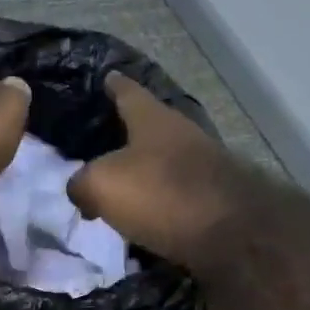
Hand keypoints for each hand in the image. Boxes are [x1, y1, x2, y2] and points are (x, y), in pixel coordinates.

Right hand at [67, 74, 259, 274]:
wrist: (229, 234)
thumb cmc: (160, 193)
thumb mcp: (101, 184)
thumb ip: (81, 183)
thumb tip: (79, 190)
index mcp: (153, 119)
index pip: (129, 92)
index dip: (115, 85)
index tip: (107, 76)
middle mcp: (181, 135)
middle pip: (148, 127)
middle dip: (125, 133)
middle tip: (99, 141)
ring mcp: (201, 166)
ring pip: (161, 161)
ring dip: (140, 171)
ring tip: (115, 184)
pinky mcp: (210, 199)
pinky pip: (171, 193)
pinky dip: (154, 200)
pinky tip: (139, 213)